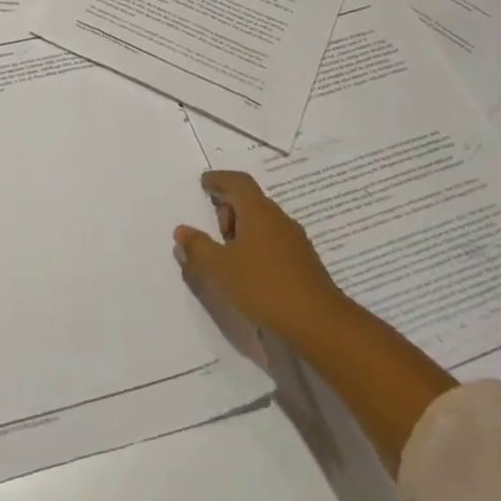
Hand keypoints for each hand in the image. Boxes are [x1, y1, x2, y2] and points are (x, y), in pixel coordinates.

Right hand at [174, 170, 348, 341]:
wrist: (318, 321)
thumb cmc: (263, 286)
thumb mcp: (221, 268)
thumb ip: (198, 248)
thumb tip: (182, 230)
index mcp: (258, 211)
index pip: (238, 181)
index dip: (220, 179)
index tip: (205, 183)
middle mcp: (278, 218)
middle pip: (251, 200)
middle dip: (229, 207)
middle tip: (213, 227)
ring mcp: (295, 240)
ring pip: (264, 222)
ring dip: (243, 228)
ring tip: (228, 253)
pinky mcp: (304, 261)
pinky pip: (274, 240)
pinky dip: (257, 244)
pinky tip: (250, 270)